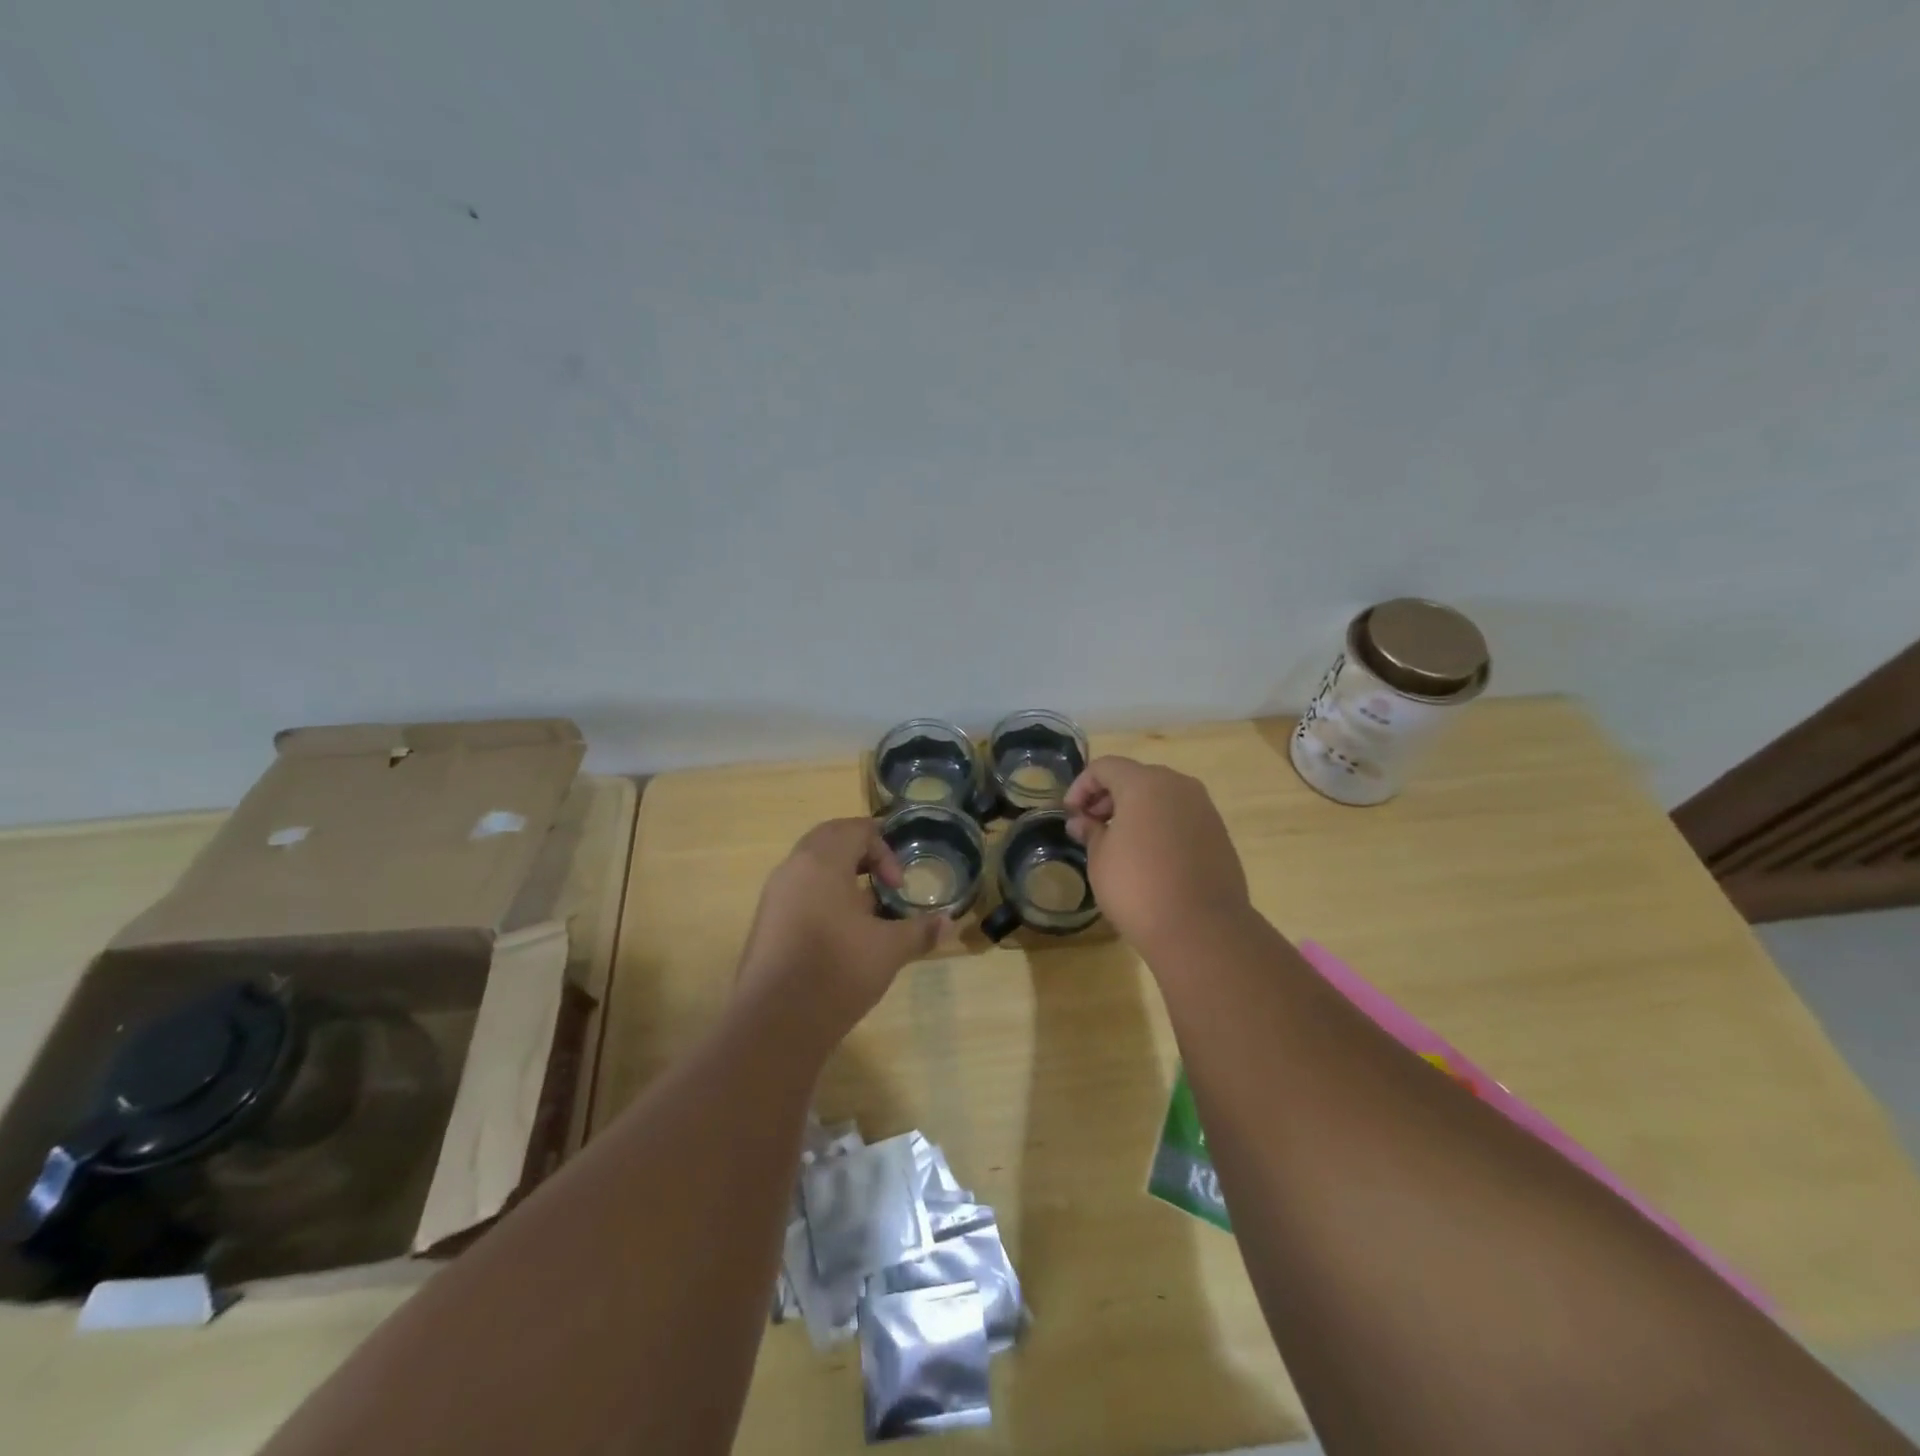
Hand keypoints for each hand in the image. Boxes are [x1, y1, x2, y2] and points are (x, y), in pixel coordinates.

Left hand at [736, 818, 939, 1041]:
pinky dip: (824, 898)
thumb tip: (949, 923)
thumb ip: (920, 931)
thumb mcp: (889, 949)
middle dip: (862, 855)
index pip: (856, 829)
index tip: (899, 886)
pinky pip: (799, 892)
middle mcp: (793, 868)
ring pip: (812, 867)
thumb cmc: (837, 970)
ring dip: (843, 878)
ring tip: (867, 913)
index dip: (885, 850)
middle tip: (886, 884)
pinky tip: (842, 935)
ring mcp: (774, 896)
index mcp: (822, 861)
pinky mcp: (766, 923)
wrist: (775, 1023)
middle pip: (830, 840)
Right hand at [1064, 756, 1253, 953]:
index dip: (1081, 786)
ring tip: (1118, 843)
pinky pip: (1181, 817)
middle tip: (1090, 827)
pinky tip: (1149, 857)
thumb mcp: (1100, 859)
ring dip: (1135, 811)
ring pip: (1161, 796)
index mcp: (1144, 784)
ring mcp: (1204, 809)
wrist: (1202, 929)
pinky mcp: (1219, 833)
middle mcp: (1178, 786)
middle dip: (1108, 797)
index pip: (1104, 767)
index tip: (1070, 815)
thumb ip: (1090, 831)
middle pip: (1135, 777)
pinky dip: (1159, 825)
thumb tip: (1082, 822)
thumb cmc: (1138, 888)